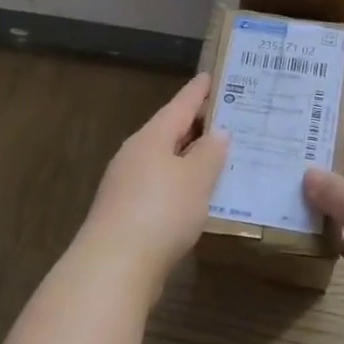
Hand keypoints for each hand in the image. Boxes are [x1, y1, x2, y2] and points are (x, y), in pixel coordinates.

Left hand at [78, 73, 228, 299]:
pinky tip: (198, 196)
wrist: (114, 267)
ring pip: (166, 161)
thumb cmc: (161, 211)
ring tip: (220, 156)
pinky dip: (182, 184)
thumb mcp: (196, 178)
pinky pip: (161, 187)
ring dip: (191, 157)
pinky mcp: (127, 213)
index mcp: (152, 137)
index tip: (213, 75)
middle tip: (228, 117)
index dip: (199, 91)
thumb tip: (217, 133)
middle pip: (171, 132)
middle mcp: (136, 154)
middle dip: (198, 125)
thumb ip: (210, 153)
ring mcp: (127, 185)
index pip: (180, 105)